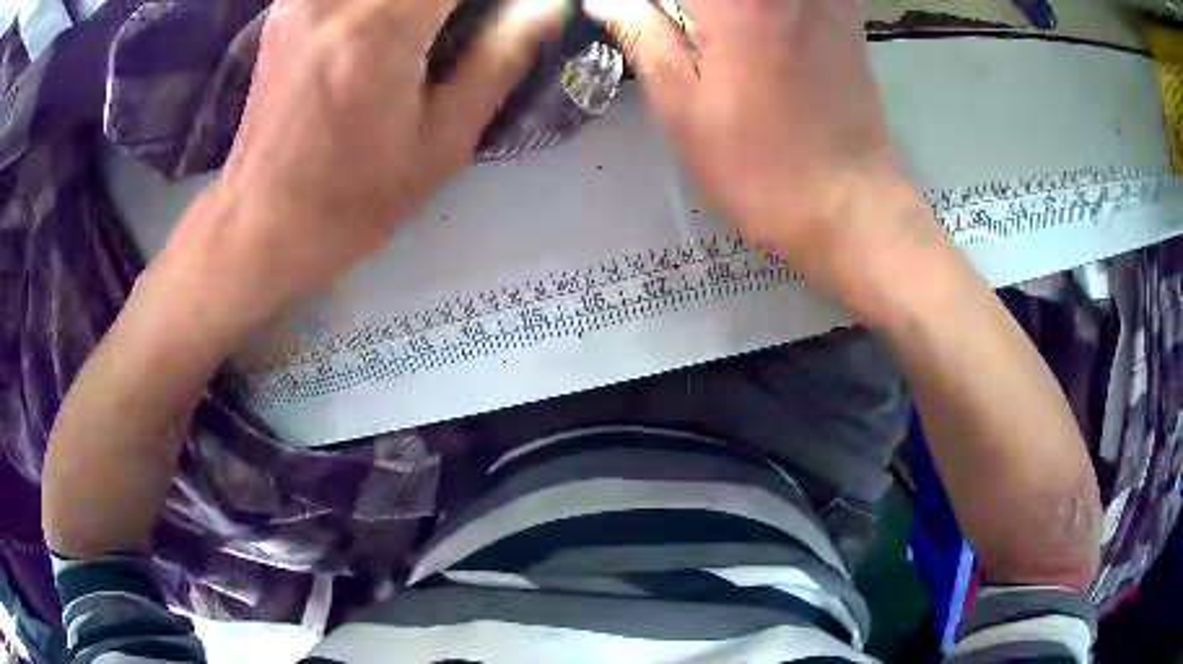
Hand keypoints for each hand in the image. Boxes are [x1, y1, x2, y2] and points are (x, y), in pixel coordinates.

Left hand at [178, 0, 563, 321]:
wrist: (263, 222)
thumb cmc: (355, 198)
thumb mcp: (442, 142)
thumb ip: (498, 60)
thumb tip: (545, 7)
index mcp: (380, 30)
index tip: (513, 11)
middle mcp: (335, 0)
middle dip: (450, 2)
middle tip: (466, 24)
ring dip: (419, 4)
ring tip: (432, 27)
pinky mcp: (286, 7)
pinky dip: (380, 4)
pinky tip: (389, 22)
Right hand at [587, 0, 924, 296]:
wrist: (850, 208)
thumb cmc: (757, 166)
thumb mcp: (682, 107)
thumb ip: (641, 35)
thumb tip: (604, 0)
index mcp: (735, 1)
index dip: (647, 5)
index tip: (635, 20)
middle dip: (689, 8)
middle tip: (671, 28)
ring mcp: (823, 1)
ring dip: (722, 12)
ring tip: (707, 33)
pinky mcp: (848, 19)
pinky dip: (767, 11)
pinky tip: (760, 28)